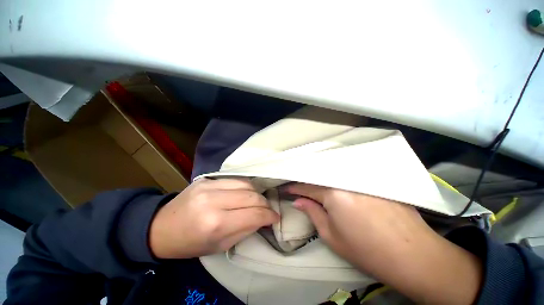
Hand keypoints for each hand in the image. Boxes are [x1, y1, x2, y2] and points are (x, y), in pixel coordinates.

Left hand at [149, 178, 278, 258]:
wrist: (161, 227)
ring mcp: (210, 186)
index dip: (269, 216)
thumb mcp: (221, 246)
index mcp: (216, 224)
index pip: (254, 215)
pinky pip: (235, 179)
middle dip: (265, 204)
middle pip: (252, 197)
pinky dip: (245, 187)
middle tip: (267, 210)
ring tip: (257, 201)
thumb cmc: (191, 243)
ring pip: (246, 184)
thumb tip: (264, 218)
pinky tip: (245, 194)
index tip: (275, 217)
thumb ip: (246, 230)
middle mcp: (214, 201)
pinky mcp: (207, 178)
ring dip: (256, 194)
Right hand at [286, 183, 481, 304]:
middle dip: (307, 181)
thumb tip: (298, 201)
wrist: (413, 254)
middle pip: (320, 176)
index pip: (306, 186)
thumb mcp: (332, 235)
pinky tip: (334, 179)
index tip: (286, 189)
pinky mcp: (374, 179)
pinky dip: (337, 177)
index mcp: (333, 193)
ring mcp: (361, 177)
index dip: (294, 188)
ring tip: (312, 181)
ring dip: (321, 177)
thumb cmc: (366, 249)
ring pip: (334, 173)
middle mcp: (346, 179)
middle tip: (298, 185)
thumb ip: (312, 213)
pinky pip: (349, 174)